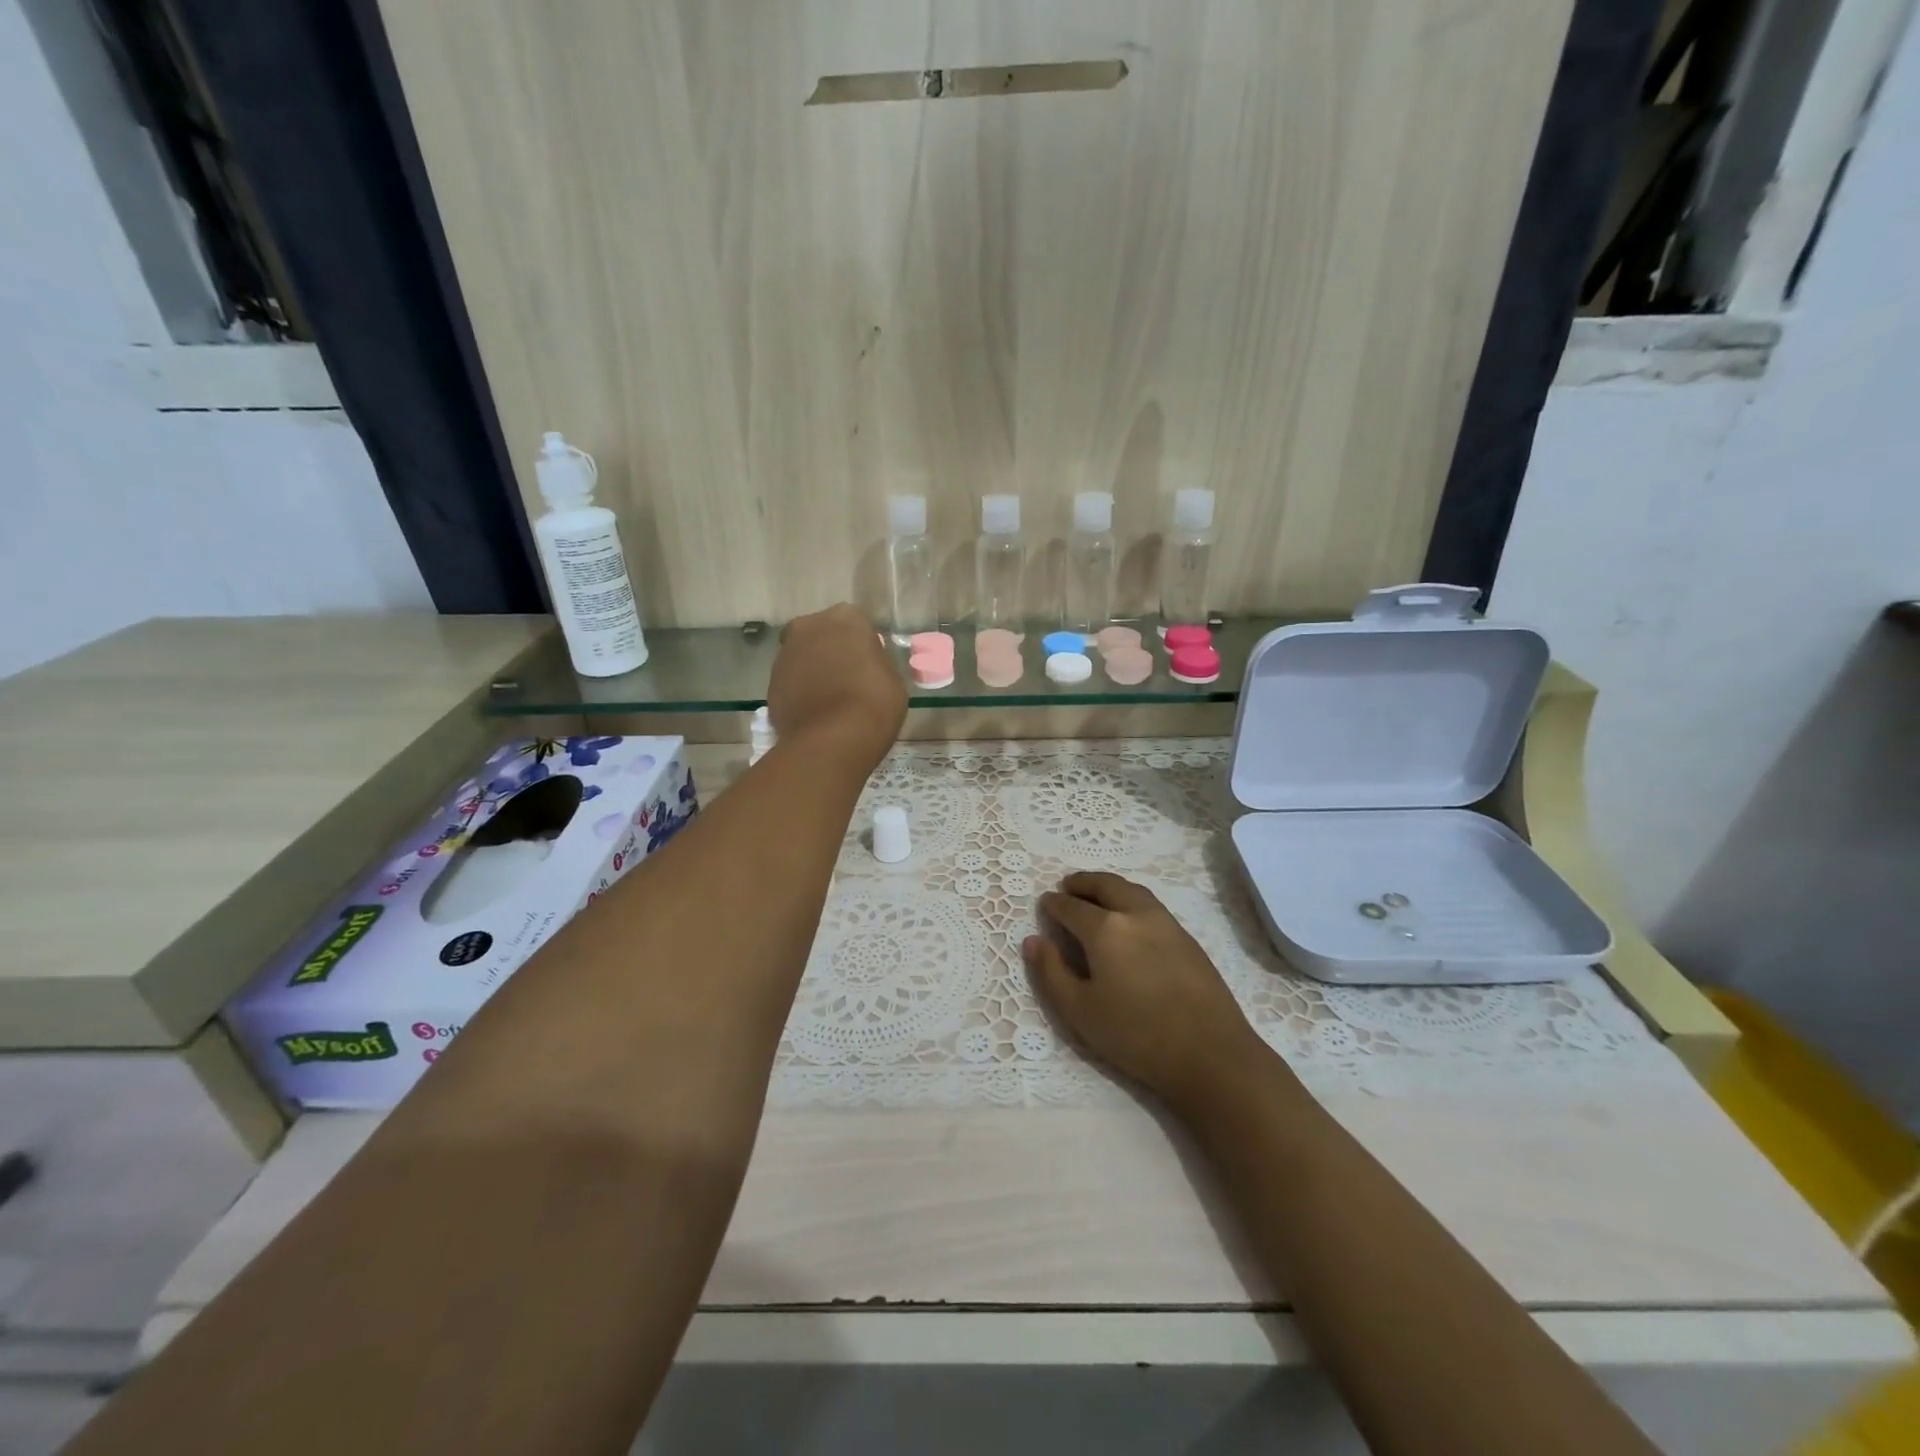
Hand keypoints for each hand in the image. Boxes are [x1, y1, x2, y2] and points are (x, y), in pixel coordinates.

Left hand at [767, 605, 906, 770]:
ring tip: (829, 700)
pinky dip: (799, 692)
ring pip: (802, 657)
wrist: (832, 739)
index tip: (868, 665)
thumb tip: (863, 664)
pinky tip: (814, 713)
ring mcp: (785, 655)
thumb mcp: (891, 678)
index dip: (861, 645)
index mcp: (845, 618)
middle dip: (830, 651)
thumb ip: (874, 661)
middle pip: (821, 634)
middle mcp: (809, 627)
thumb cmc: (874, 703)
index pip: (855, 623)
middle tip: (846, 678)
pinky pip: (790, 682)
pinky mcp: (770, 683)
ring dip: (812, 671)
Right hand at [1024, 872, 1267, 1108]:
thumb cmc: (1136, 1036)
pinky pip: (1150, 904)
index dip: (1054, 904)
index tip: (1044, 903)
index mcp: (1106, 929)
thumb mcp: (1080, 1011)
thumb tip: (1033, 940)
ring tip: (1096, 894)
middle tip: (1067, 885)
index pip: (1072, 907)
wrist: (1211, 1054)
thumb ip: (1050, 972)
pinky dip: (1130, 898)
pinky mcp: (1187, 938)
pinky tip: (1128, 917)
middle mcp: (1136, 914)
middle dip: (1082, 882)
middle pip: (1105, 885)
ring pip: (1131, 890)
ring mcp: (1166, 923)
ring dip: (1108, 886)